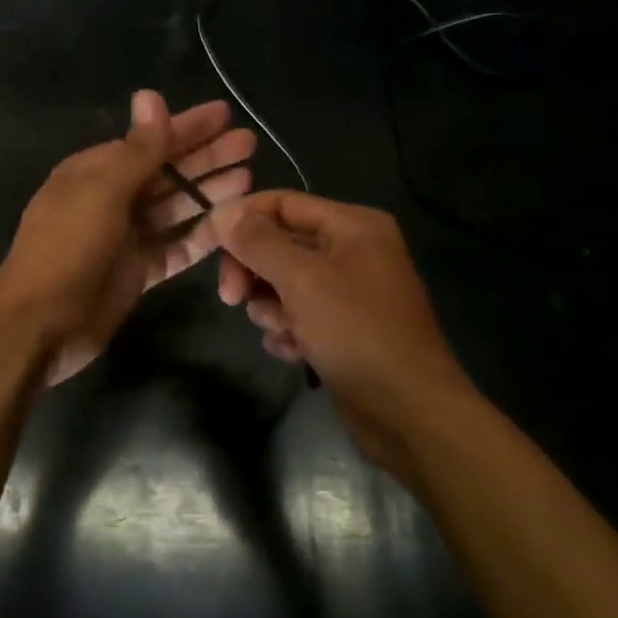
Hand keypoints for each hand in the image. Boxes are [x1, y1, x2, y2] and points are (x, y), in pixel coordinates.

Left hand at [0, 91, 255, 387]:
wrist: (42, 323)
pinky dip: (202, 234)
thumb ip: (137, 149)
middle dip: (206, 156)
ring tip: (250, 177)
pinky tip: (232, 223)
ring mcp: (125, 236)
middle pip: (167, 171)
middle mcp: (111, 198)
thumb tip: (149, 94)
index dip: (187, 127)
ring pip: (175, 207)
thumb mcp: (103, 191)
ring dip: (208, 191)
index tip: (226, 114)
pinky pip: (176, 245)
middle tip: (249, 143)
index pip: (149, 141)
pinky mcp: (138, 270)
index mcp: (94, 172)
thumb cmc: (68, 247)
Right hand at [211, 191, 473, 479]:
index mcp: (352, 225)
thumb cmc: (357, 333)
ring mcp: (348, 291)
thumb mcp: (302, 280)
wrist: (410, 414)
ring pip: (282, 283)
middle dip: (253, 271)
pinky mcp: (342, 328)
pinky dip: (289, 331)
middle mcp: (351, 250)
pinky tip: (296, 353)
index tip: (206, 248)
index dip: (240, 220)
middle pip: (278, 243)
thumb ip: (257, 241)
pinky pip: (298, 315)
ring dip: (271, 307)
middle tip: (232, 298)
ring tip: (285, 332)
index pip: (279, 203)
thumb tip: (221, 210)